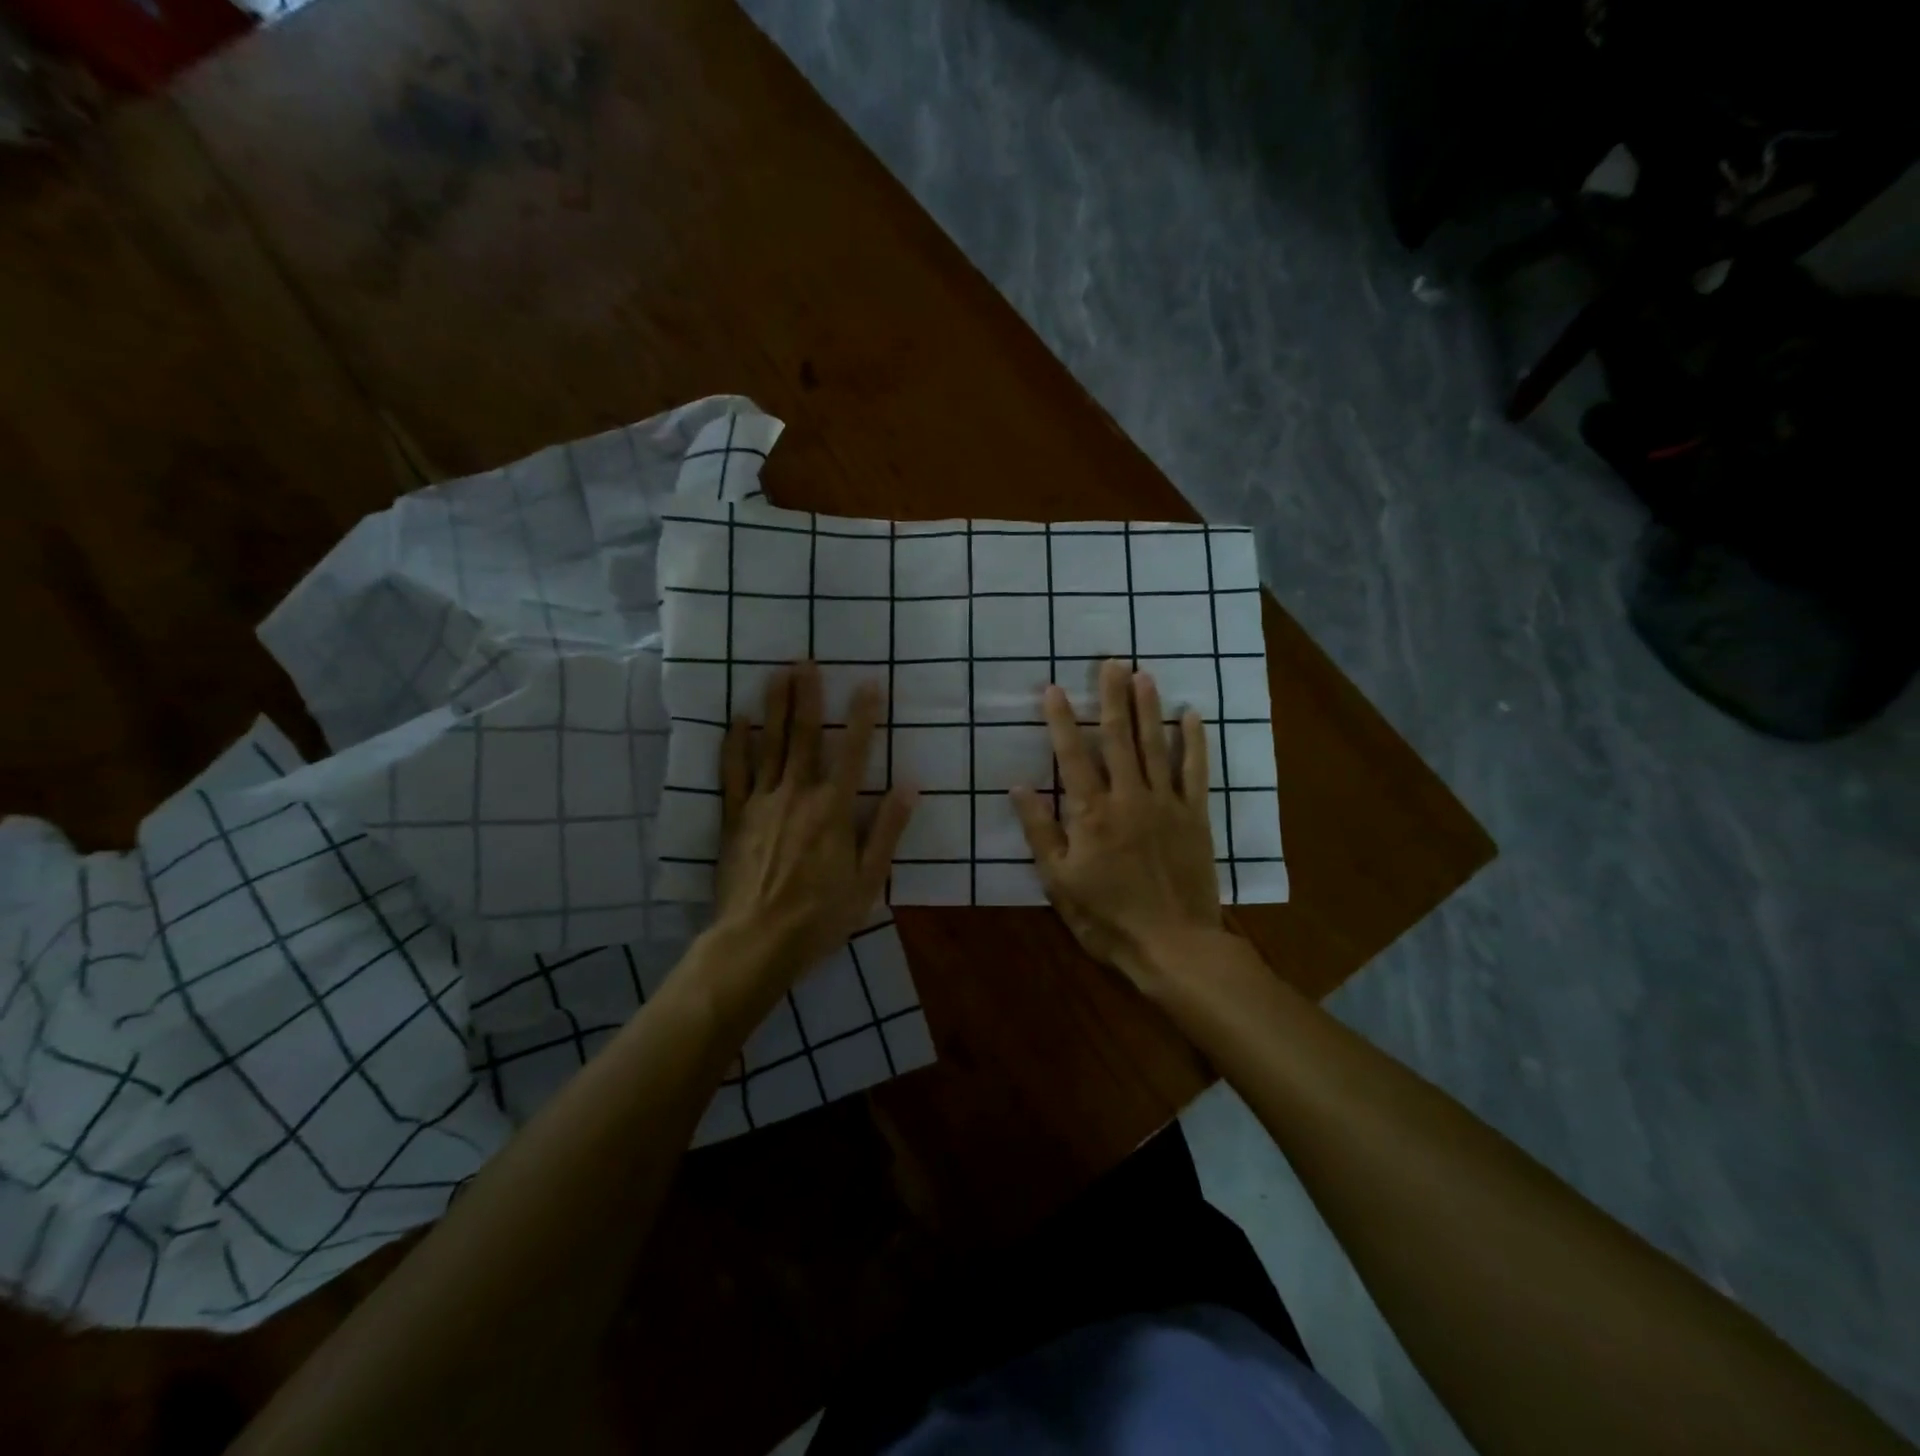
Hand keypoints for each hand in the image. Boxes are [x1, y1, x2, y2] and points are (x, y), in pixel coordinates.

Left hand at [710, 661, 916, 1000]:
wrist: (756, 942)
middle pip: (805, 737)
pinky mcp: (735, 817)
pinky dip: (735, 744)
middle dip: (808, 696)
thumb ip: (887, 829)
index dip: (864, 716)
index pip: (855, 753)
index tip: (869, 682)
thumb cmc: (820, 916)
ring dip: (775, 707)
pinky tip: (738, 719)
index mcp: (834, 810)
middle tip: (806, 660)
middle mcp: (798, 795)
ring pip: (770, 745)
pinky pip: (733, 772)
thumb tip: (910, 785)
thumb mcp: (868, 880)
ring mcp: (762, 803)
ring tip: (776, 673)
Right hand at [1011, 659, 1221, 991]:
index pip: (1073, 756)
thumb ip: (1041, 832)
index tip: (1054, 689)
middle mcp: (1129, 797)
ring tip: (1143, 674)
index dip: (1062, 721)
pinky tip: (1191, 715)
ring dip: (1148, 707)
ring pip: (1155, 746)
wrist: (1173, 945)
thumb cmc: (1108, 917)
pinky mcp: (1195, 816)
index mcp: (1091, 813)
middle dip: (1112, 697)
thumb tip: (1018, 788)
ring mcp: (1166, 804)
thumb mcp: (1059, 882)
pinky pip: (1195, 772)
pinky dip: (1193, 742)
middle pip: (1119, 738)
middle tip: (1110, 662)